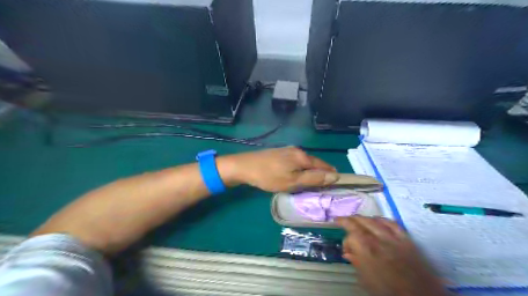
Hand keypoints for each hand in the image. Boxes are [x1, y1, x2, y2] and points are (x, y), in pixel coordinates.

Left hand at [219, 145, 337, 191]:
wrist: (245, 166)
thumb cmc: (269, 176)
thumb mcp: (293, 181)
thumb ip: (314, 178)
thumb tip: (335, 176)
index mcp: (303, 156)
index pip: (324, 165)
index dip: (331, 175)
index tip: (336, 185)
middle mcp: (297, 150)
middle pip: (315, 163)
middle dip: (321, 173)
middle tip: (323, 187)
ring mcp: (287, 150)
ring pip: (305, 162)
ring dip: (310, 171)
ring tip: (311, 183)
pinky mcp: (280, 153)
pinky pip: (296, 161)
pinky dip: (300, 169)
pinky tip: (296, 175)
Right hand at [338, 216, 444, 295]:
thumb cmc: (388, 291)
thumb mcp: (366, 280)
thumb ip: (356, 262)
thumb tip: (348, 253)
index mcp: (366, 249)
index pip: (350, 234)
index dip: (345, 240)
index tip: (345, 248)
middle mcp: (378, 239)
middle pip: (360, 221)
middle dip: (348, 220)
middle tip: (341, 220)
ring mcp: (393, 237)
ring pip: (374, 220)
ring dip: (363, 218)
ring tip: (357, 220)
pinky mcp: (406, 239)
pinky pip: (392, 223)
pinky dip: (382, 219)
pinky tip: (377, 220)